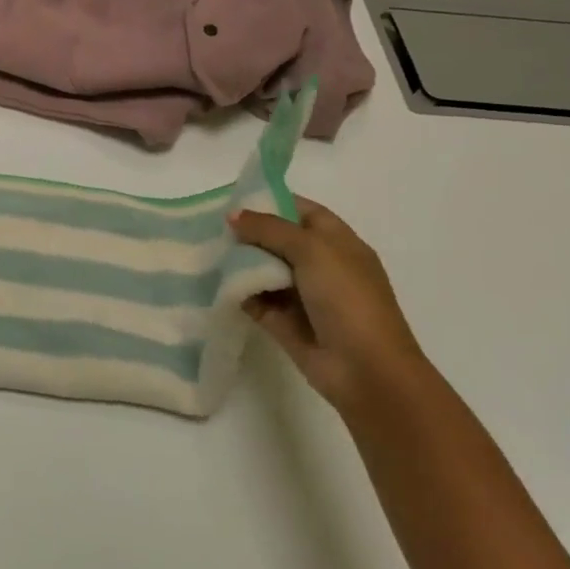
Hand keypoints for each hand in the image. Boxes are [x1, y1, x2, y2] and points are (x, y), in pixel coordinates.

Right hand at [228, 201, 426, 410]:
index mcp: (338, 243)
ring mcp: (302, 295)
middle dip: (247, 232)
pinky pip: (255, 299)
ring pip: (263, 269)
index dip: (271, 201)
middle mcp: (320, 265)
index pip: (301, 211)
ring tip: (203, 250)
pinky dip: (236, 291)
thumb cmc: (347, 299)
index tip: (233, 198)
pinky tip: (211, 281)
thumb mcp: (312, 251)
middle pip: (277, 240)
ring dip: (238, 261)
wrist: (366, 370)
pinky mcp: (283, 322)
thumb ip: (270, 228)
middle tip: (209, 225)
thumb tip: (233, 215)